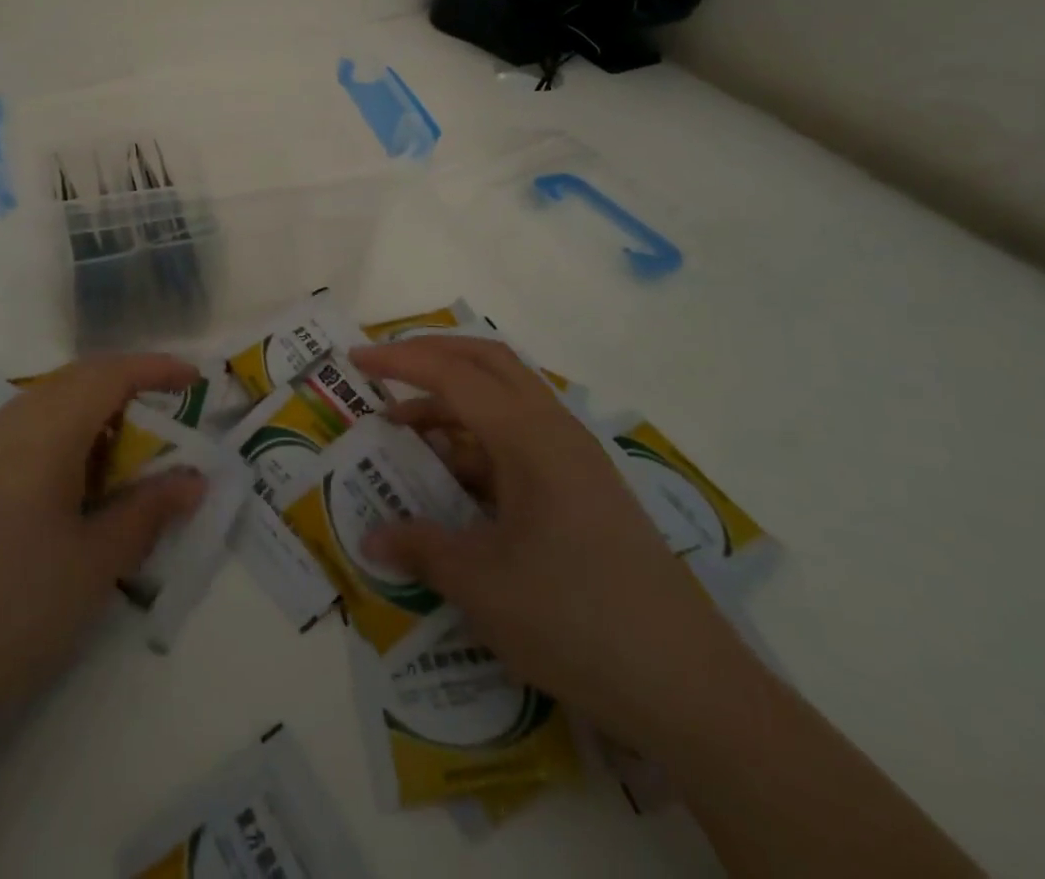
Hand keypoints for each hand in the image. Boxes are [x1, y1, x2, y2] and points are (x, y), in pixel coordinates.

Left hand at [0, 354, 206, 761]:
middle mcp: (6, 423)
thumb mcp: (97, 562)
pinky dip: (62, 434)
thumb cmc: (18, 612)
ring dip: (92, 411)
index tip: (193, 379)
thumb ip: (150, 510)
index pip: (108, 374)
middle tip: (166, 417)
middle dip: (126, 386)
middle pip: (76, 380)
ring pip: (47, 402)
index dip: (154, 369)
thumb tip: (195, 480)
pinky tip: (73, 481)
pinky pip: (23, 429)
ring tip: (125, 452)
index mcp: (43, 431)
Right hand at [350, 336, 752, 746]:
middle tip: (383, 372)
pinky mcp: (587, 489)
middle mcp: (556, 430)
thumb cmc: (574, 619)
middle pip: (488, 362)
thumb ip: (421, 548)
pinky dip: (479, 441)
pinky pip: (522, 439)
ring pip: (507, 400)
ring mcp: (577, 459)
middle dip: (432, 356)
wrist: (689, 688)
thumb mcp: (481, 585)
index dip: (399, 361)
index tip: (355, 360)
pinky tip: (457, 482)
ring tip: (407, 433)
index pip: (454, 374)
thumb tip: (372, 537)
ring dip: (454, 402)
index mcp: (529, 437)